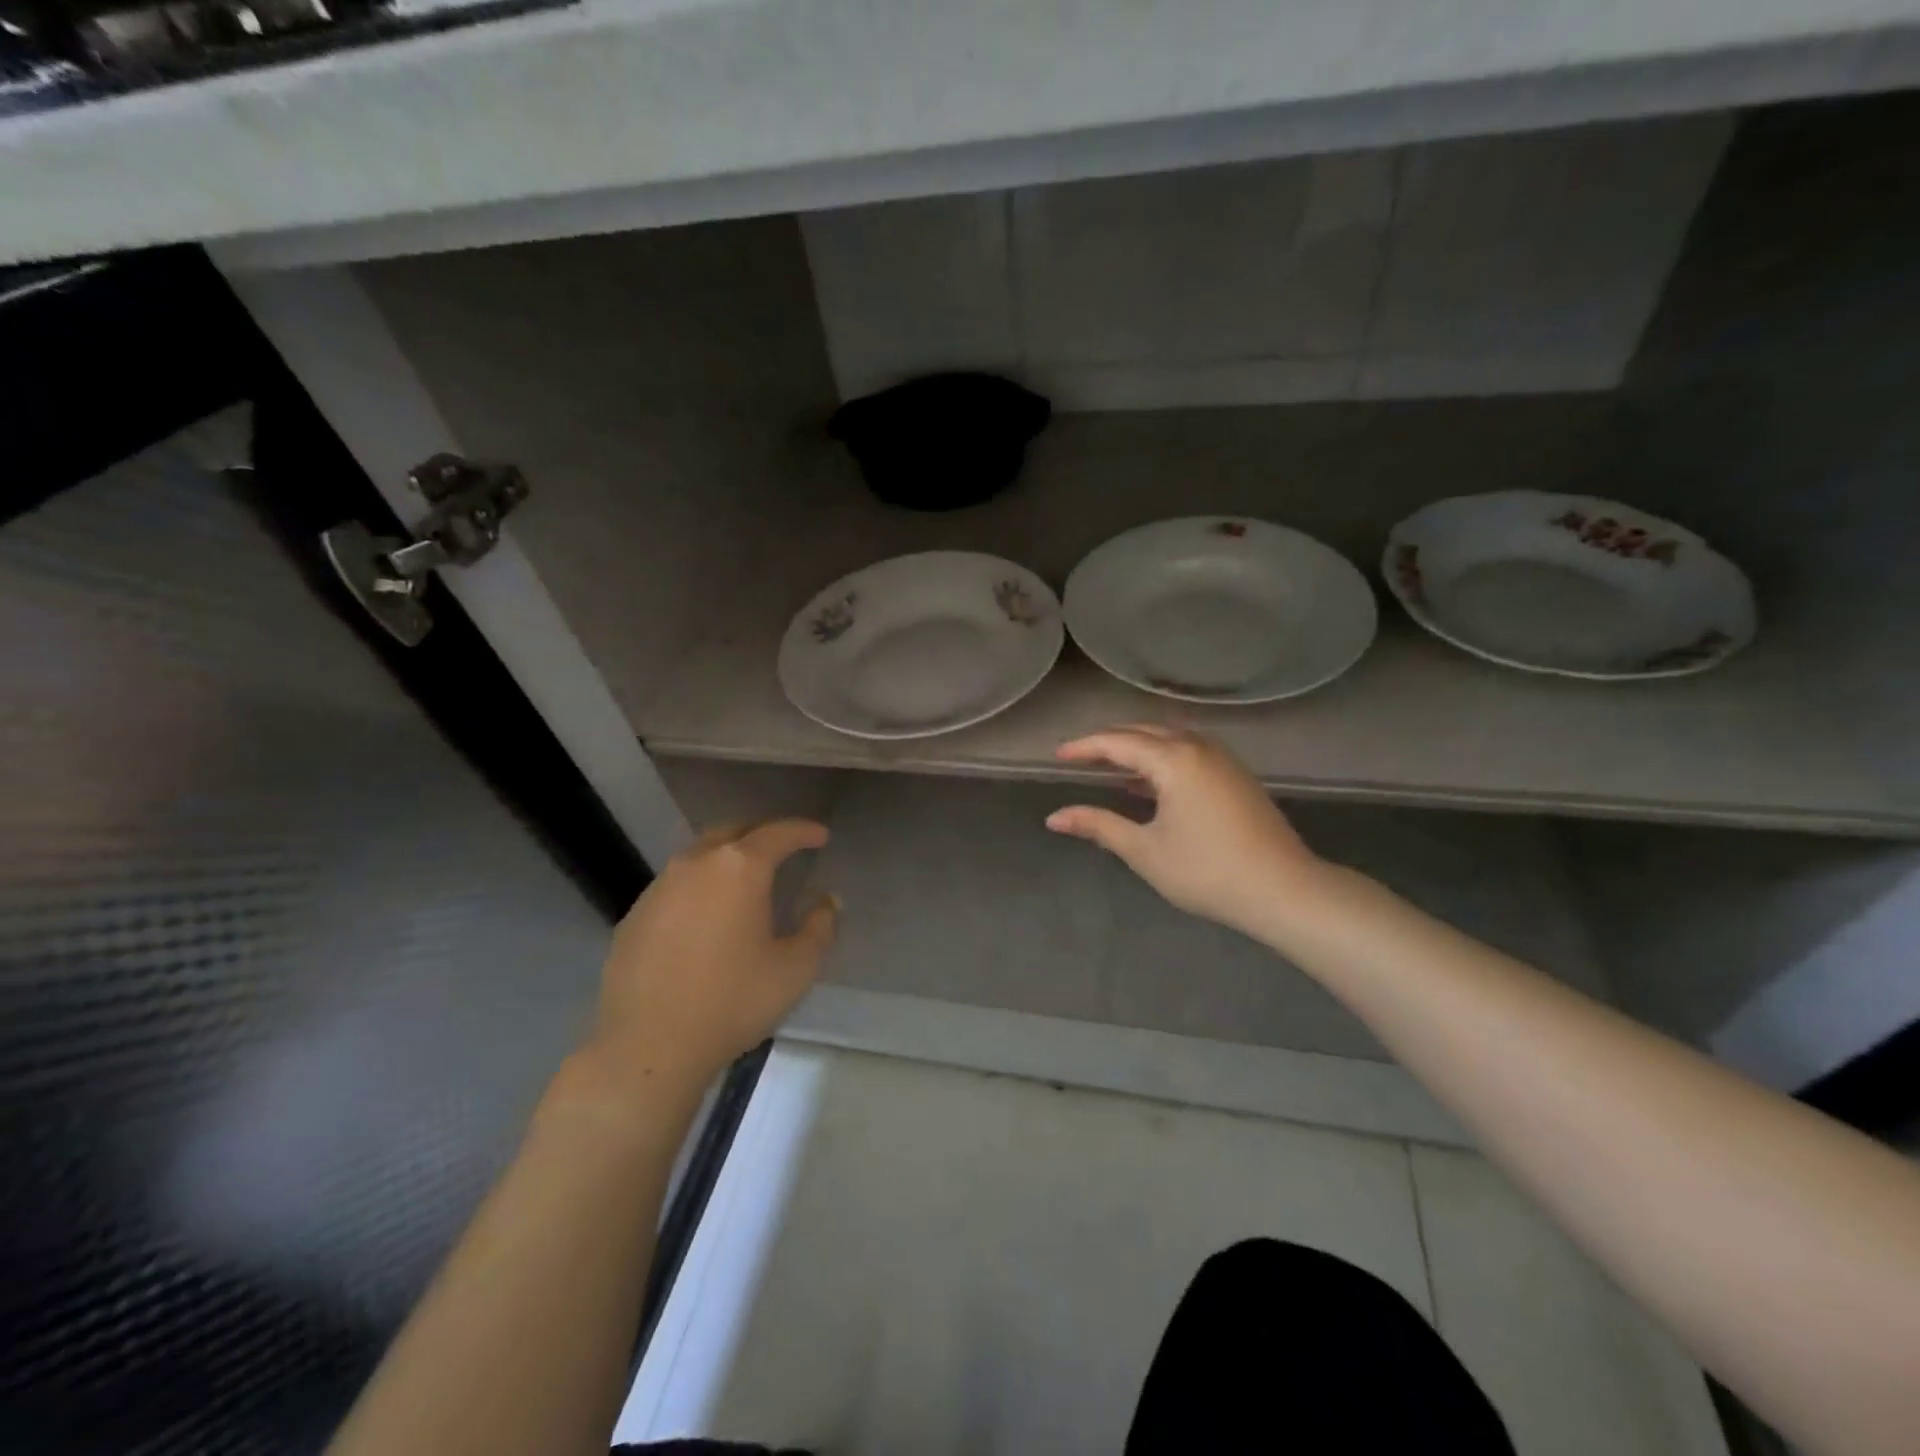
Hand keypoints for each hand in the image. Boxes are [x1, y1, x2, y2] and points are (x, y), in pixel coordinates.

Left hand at [580, 821, 836, 1094]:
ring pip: (699, 856)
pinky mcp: (634, 915)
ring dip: (726, 860)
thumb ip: (819, 927)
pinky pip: (675, 886)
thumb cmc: (732, 1001)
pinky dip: (698, 888)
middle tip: (782, 849)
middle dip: (761, 834)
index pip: (778, 833)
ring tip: (744, 882)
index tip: (821, 835)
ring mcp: (659, 888)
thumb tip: (826, 901)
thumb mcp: (795, 969)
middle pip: (733, 832)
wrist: (648, 1046)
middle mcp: (696, 864)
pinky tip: (705, 918)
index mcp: (740, 868)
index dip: (804, 830)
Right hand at [1046, 726, 1325, 942]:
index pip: (1117, 742)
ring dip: (1137, 747)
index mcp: (1174, 760)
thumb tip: (1054, 817)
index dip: (1084, 747)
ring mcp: (1222, 759)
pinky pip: (1188, 751)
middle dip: (1109, 741)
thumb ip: (1098, 826)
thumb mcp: (1145, 851)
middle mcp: (1198, 748)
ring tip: (1109, 767)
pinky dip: (1161, 758)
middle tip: (1079, 758)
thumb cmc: (1207, 872)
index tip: (1057, 757)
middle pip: (1144, 732)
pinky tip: (1149, 784)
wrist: (1284, 890)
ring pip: (1169, 738)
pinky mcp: (1235, 776)